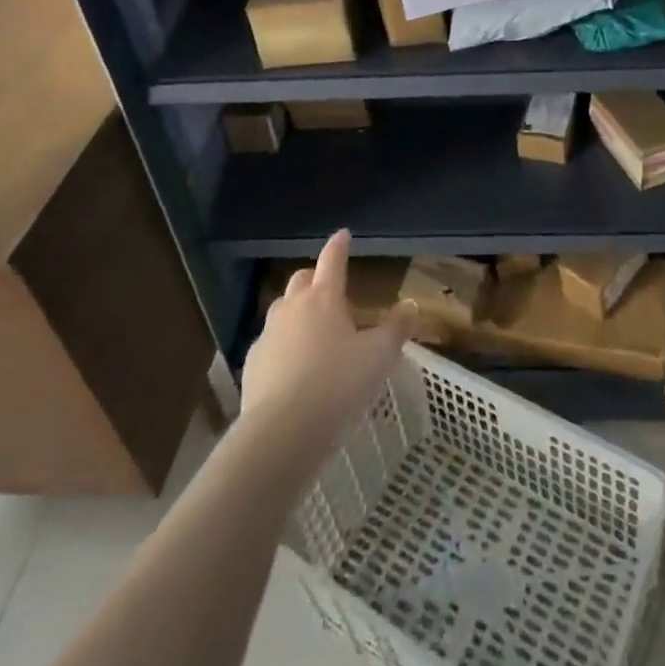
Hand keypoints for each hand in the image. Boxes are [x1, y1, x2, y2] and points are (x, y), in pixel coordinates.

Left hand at [242, 230, 418, 442]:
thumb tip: (411, 305)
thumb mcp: (378, 357)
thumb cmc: (337, 385)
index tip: (342, 234)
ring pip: (282, 309)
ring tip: (313, 330)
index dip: (339, 245)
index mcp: (324, 297)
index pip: (332, 260)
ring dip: (297, 311)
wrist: (282, 431)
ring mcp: (268, 334)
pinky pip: (270, 343)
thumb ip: (396, 328)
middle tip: (330, 289)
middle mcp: (292, 307)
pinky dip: (283, 345)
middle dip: (316, 277)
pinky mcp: (253, 362)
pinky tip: (293, 367)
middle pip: (302, 279)